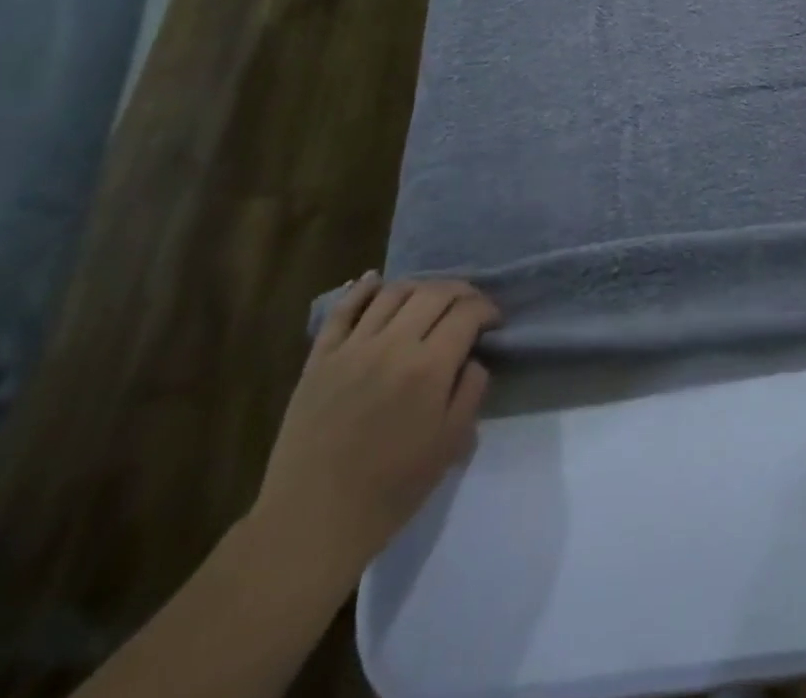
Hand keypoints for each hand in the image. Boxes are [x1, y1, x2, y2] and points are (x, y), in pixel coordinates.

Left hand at [250, 274, 498, 581]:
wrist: (312, 523)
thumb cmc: (390, 491)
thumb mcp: (449, 445)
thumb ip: (470, 391)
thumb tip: (473, 358)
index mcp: (428, 368)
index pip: (467, 313)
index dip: (487, 310)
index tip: (493, 323)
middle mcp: (392, 345)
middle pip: (434, 293)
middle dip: (461, 291)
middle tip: (470, 307)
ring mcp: (352, 348)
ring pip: (393, 292)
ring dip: (420, 287)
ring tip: (430, 300)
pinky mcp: (320, 359)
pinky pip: (343, 310)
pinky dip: (363, 289)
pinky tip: (376, 281)